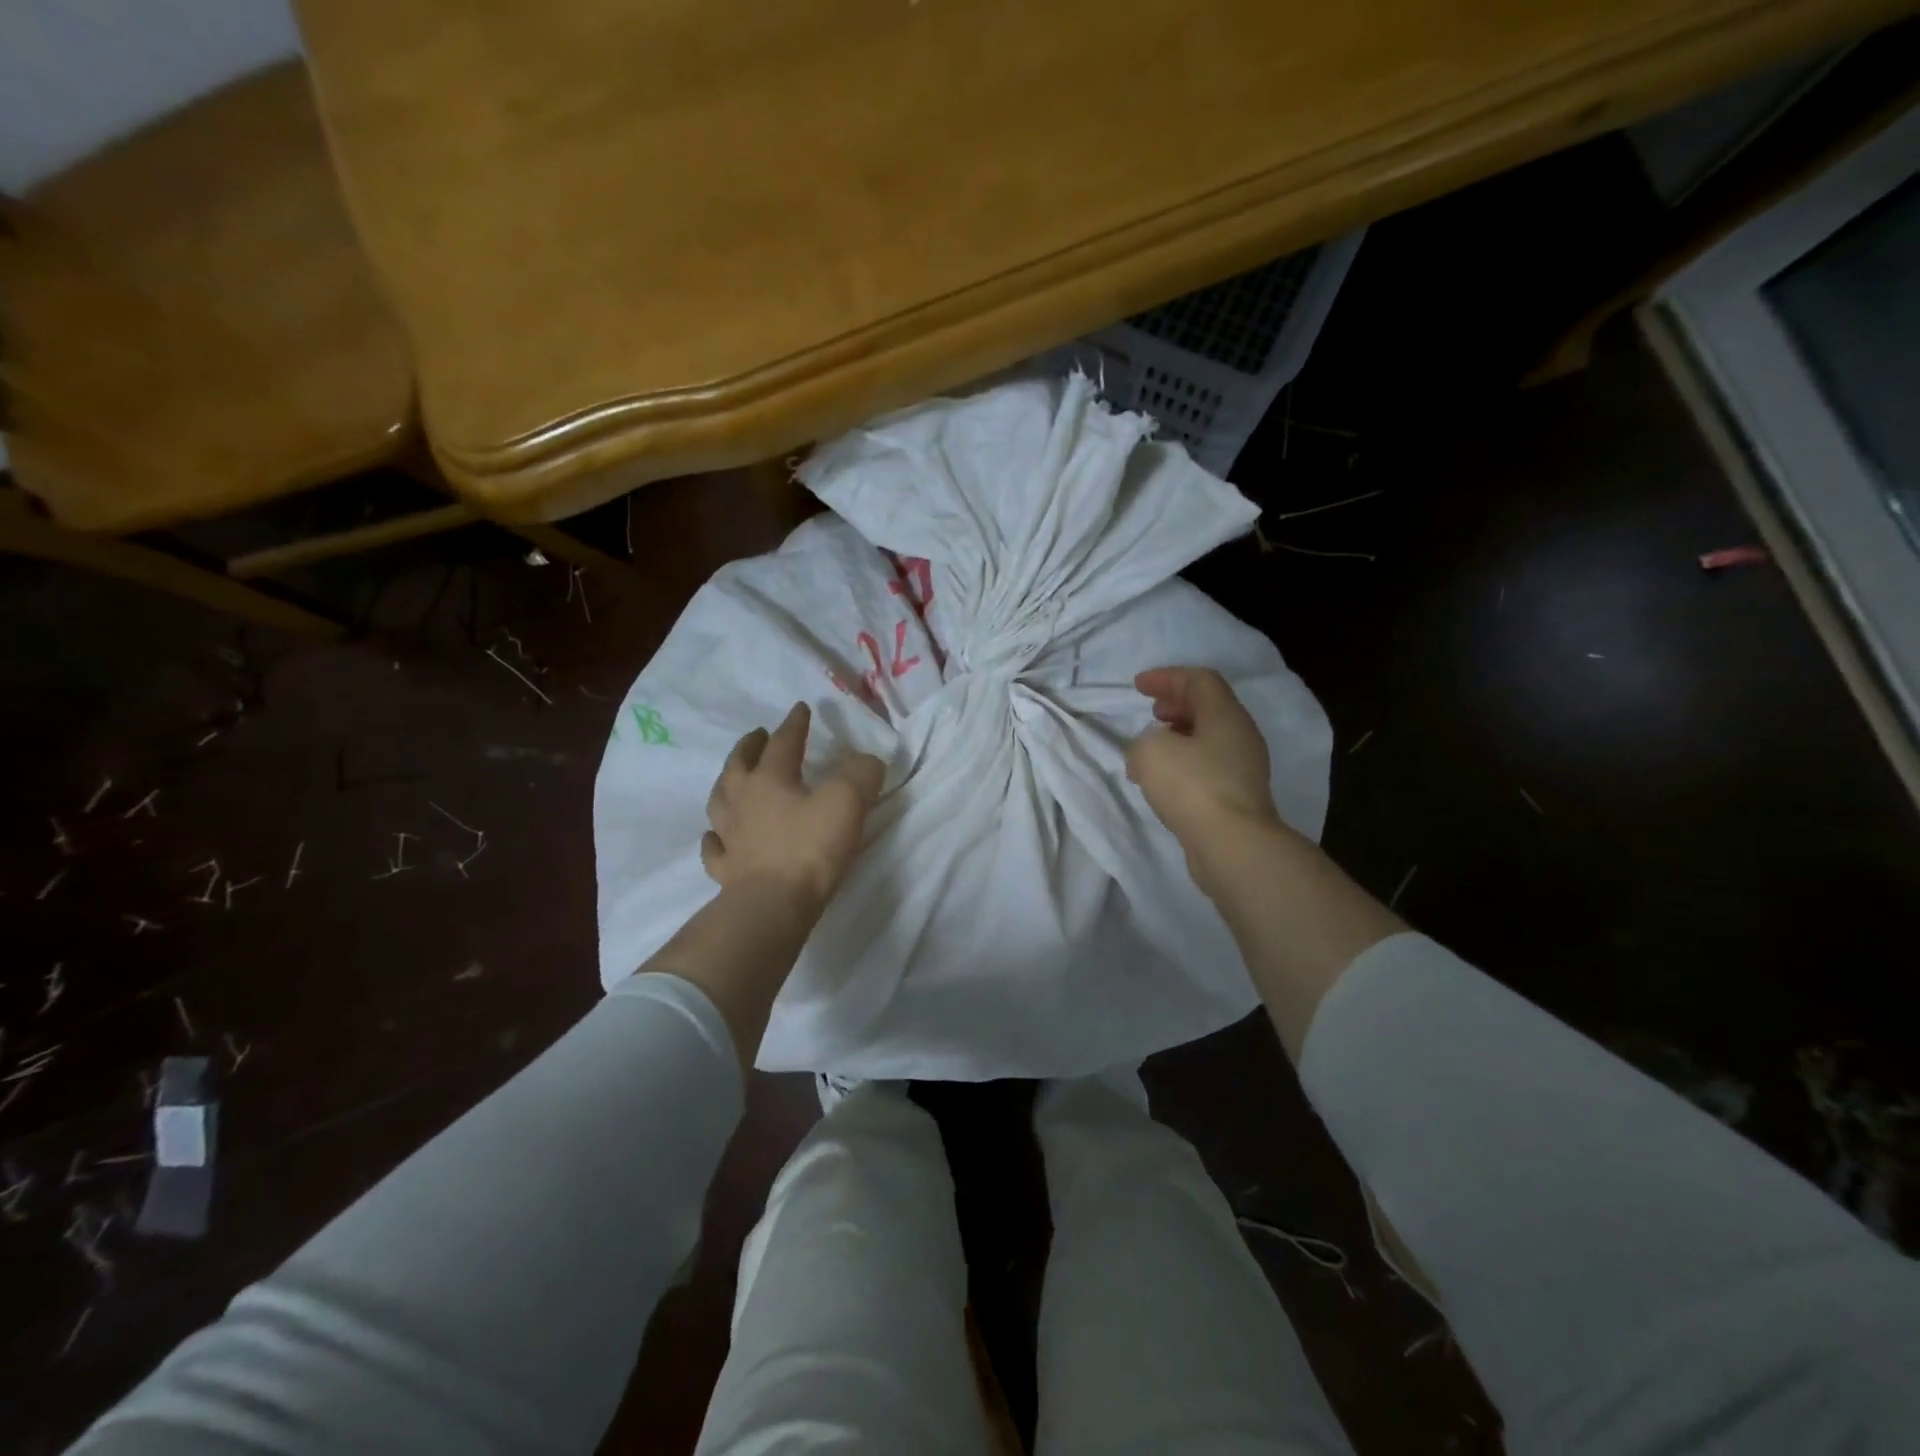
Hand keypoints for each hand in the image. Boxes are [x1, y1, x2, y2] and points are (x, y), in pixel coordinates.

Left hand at [701, 702, 885, 907]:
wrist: (772, 907)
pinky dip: (715, 837)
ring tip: (733, 778)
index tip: (801, 709)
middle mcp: (742, 800)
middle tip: (758, 735)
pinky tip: (716, 836)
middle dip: (751, 746)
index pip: (783, 741)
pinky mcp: (726, 870)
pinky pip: (714, 847)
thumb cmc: (809, 848)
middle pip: (740, 764)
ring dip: (726, 783)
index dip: (794, 724)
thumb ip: (861, 773)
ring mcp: (729, 836)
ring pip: (720, 800)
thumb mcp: (847, 801)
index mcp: (769, 778)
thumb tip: (867, 761)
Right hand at [1126, 667, 1279, 849]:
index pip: (1199, 680)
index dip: (1167, 677)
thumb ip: (1144, 741)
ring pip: (1207, 740)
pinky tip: (1161, 783)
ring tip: (1148, 752)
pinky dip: (1182, 765)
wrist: (1232, 845)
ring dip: (1177, 738)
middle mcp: (1240, 736)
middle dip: (1176, 705)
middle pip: (1208, 708)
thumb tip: (1152, 751)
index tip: (1138, 686)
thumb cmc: (1192, 786)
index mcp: (1225, 715)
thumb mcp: (1151, 751)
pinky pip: (1206, 768)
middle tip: (1152, 712)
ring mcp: (1243, 769)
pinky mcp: (1237, 798)